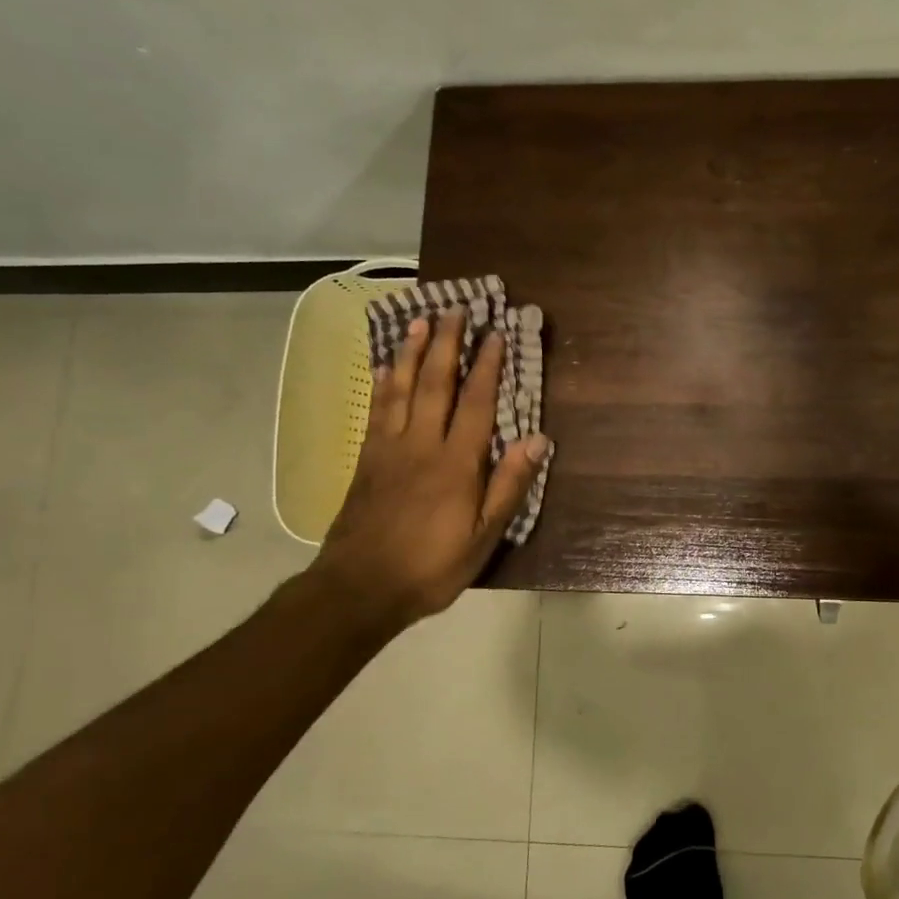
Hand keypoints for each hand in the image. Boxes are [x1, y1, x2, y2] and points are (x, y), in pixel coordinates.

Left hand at [309, 310, 547, 638]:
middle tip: (454, 310)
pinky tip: (385, 367)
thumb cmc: (431, 566)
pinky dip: (382, 386)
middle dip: (446, 344)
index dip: (488, 367)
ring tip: (419, 321)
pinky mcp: (367, 461)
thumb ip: (509, 486)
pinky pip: (376, 412)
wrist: (359, 588)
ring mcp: (389, 450)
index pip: (476, 403)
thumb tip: (538, 440)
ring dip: (411, 352)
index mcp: (456, 463)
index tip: (495, 334)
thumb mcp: (483, 536)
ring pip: (401, 390)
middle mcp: (422, 445)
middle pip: (435, 384)